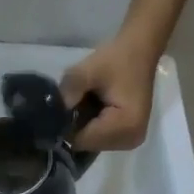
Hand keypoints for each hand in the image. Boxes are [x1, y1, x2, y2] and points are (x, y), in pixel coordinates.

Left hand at [62, 31, 161, 151]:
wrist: (141, 49)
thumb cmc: (118, 58)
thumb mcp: (89, 69)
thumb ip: (70, 90)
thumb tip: (53, 111)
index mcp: (126, 126)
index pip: (82, 140)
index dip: (67, 126)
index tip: (63, 107)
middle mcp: (130, 140)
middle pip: (87, 144)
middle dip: (76, 126)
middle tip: (77, 101)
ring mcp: (131, 141)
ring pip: (92, 143)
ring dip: (84, 126)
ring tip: (88, 103)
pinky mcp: (129, 137)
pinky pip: (101, 139)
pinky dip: (93, 127)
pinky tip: (94, 109)